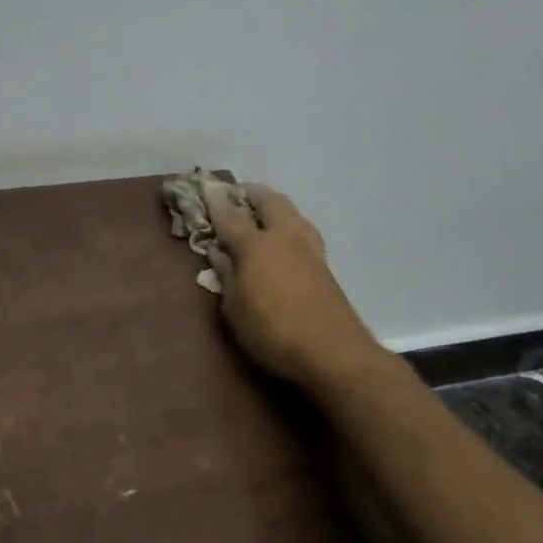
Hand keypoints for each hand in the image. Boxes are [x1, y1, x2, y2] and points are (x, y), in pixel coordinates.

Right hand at [204, 183, 384, 392]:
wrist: (335, 353)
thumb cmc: (274, 332)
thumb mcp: (235, 310)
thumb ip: (227, 277)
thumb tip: (220, 254)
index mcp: (256, 246)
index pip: (230, 216)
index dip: (216, 202)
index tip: (207, 189)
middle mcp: (284, 238)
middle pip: (270, 201)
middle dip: (252, 193)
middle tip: (238, 194)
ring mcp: (310, 250)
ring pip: (293, 212)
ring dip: (276, 206)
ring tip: (263, 212)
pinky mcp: (325, 266)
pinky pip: (304, 231)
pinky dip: (290, 225)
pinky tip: (285, 238)